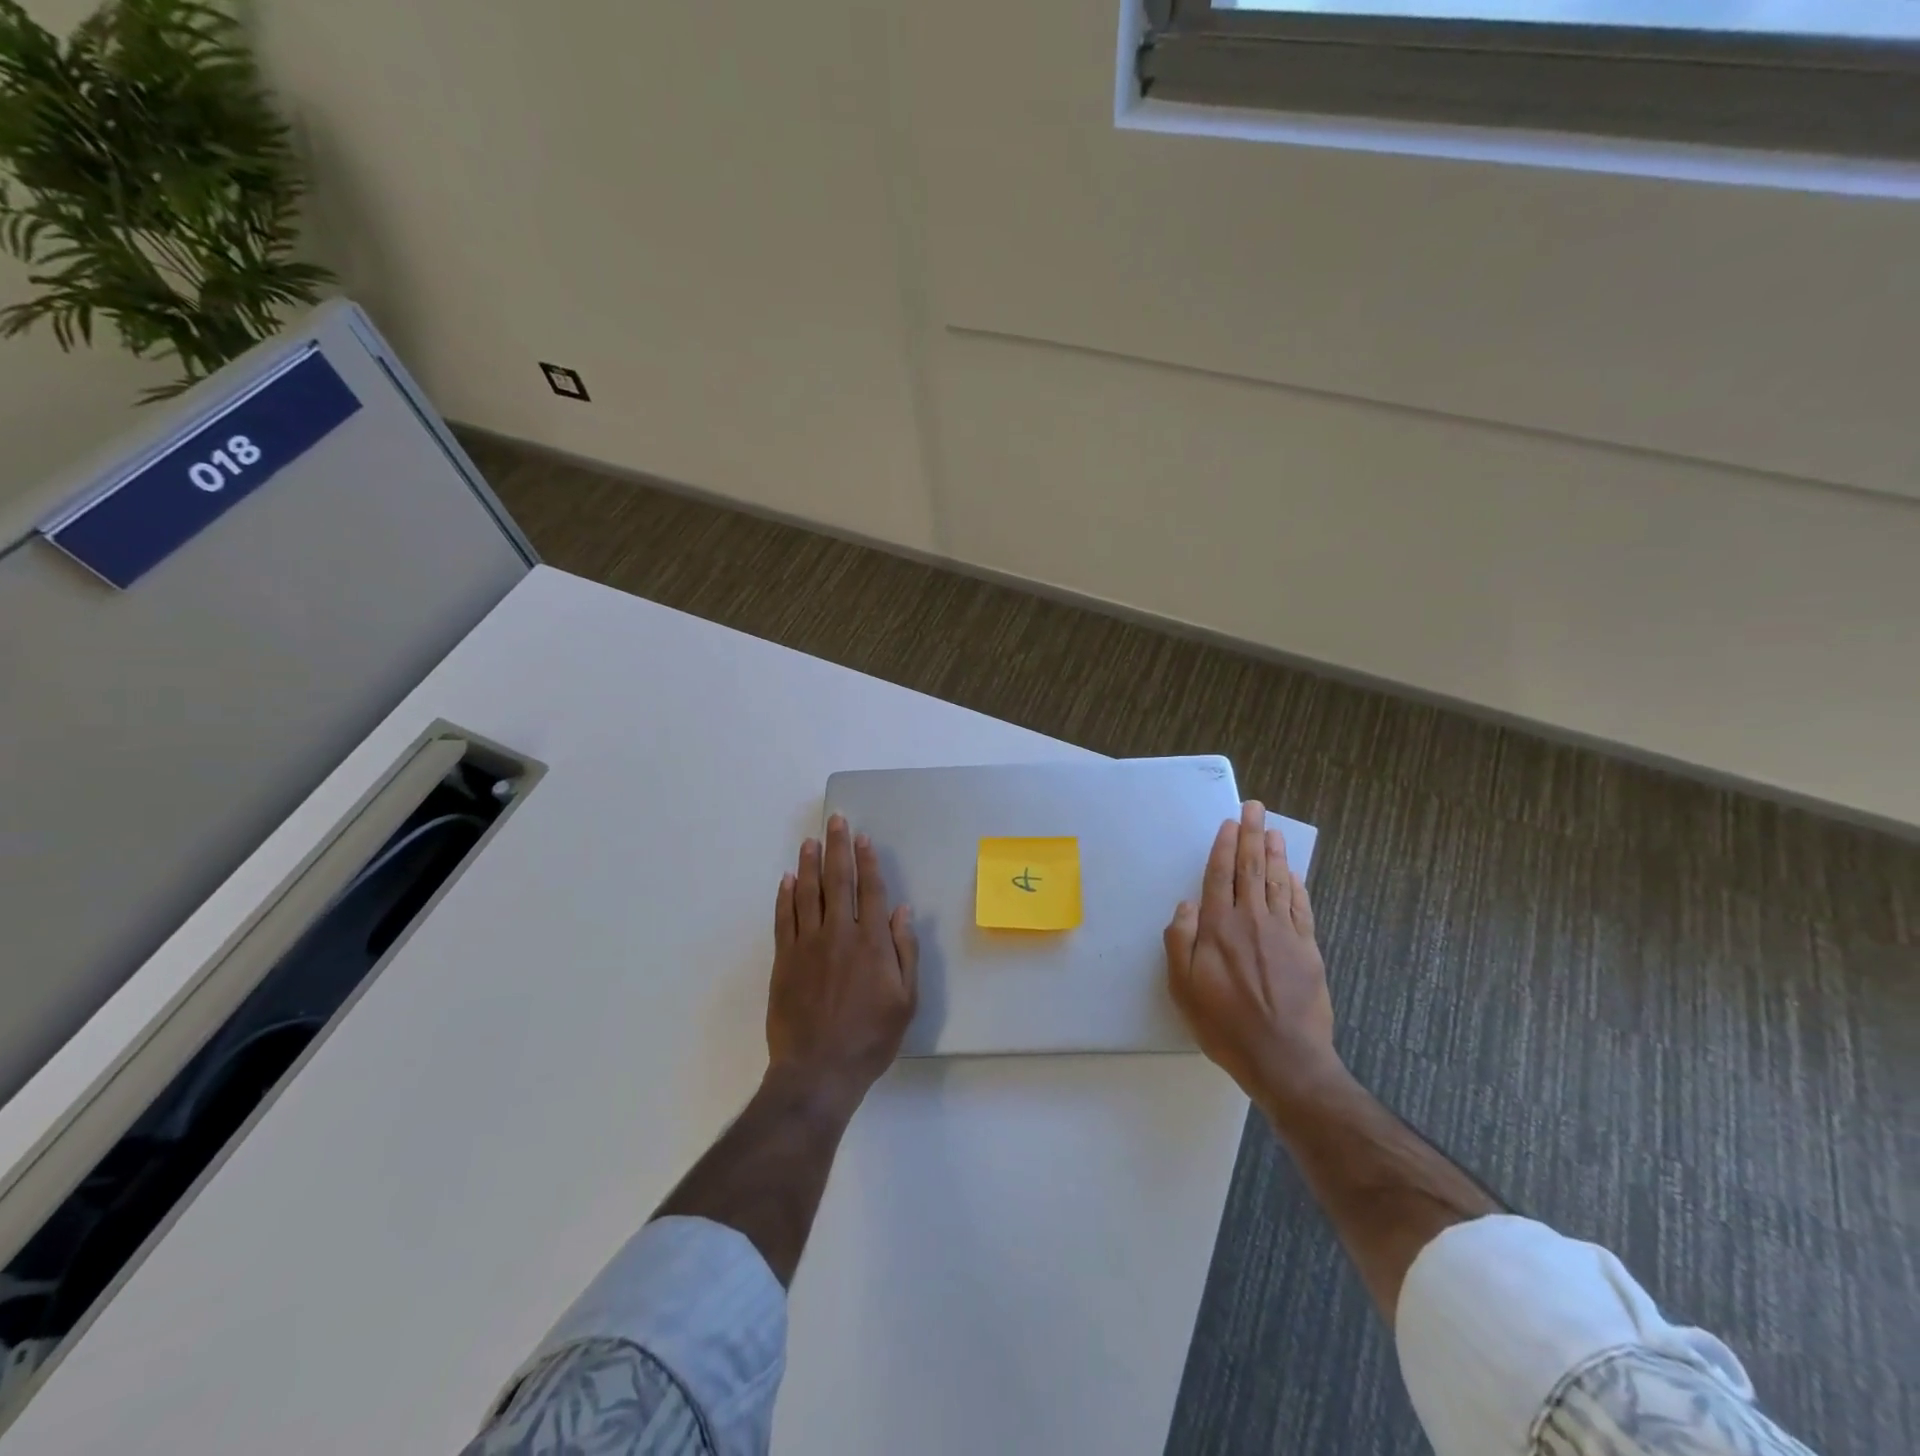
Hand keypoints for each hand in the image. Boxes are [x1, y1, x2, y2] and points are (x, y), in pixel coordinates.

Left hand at [766, 814, 917, 1115]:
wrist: (817, 1070)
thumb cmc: (870, 1038)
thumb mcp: (905, 1000)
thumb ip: (905, 952)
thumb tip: (902, 911)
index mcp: (871, 942)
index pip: (871, 891)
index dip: (867, 862)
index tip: (863, 838)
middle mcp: (839, 934)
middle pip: (838, 881)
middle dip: (838, 848)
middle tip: (835, 822)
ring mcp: (807, 945)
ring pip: (807, 893)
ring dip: (809, 864)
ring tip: (810, 841)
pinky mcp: (784, 960)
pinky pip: (784, 919)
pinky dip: (785, 896)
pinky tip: (787, 880)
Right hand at [1165, 800, 1341, 1110]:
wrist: (1285, 1059)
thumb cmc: (1224, 1025)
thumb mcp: (1183, 988)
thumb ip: (1179, 942)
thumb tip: (1185, 905)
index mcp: (1219, 928)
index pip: (1220, 876)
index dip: (1224, 847)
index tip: (1228, 824)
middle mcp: (1252, 921)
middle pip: (1251, 870)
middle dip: (1251, 836)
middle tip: (1254, 808)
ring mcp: (1284, 934)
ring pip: (1278, 883)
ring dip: (1275, 854)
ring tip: (1273, 831)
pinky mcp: (1308, 950)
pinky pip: (1302, 909)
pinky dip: (1297, 888)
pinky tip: (1295, 875)